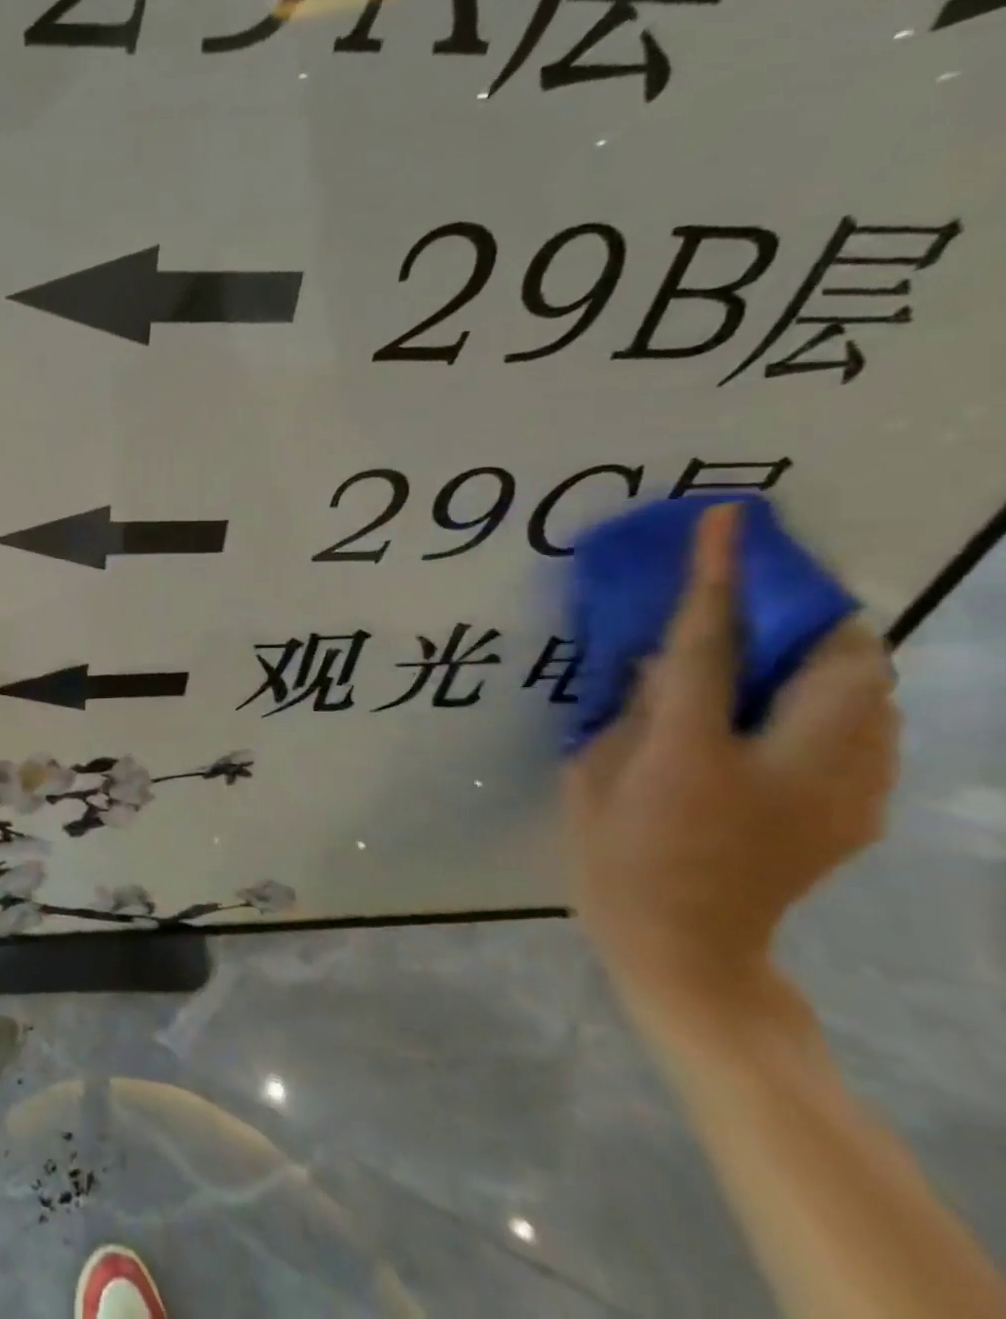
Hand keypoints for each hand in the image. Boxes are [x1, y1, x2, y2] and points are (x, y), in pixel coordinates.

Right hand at [561, 503, 897, 1021]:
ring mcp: (840, 794)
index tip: (728, 522)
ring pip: (874, 695)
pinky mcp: (858, 812)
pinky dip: (837, 703)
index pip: (709, 646)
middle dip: (820, 617)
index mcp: (695, 756)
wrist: (687, 946)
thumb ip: (632, 712)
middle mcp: (787, 768)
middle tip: (777, 602)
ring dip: (834, 659)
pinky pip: (868, 731)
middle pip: (844, 664)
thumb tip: (664, 664)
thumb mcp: (593, 774)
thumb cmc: (615, 855)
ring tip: (782, 656)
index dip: (719, 577)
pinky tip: (788, 718)